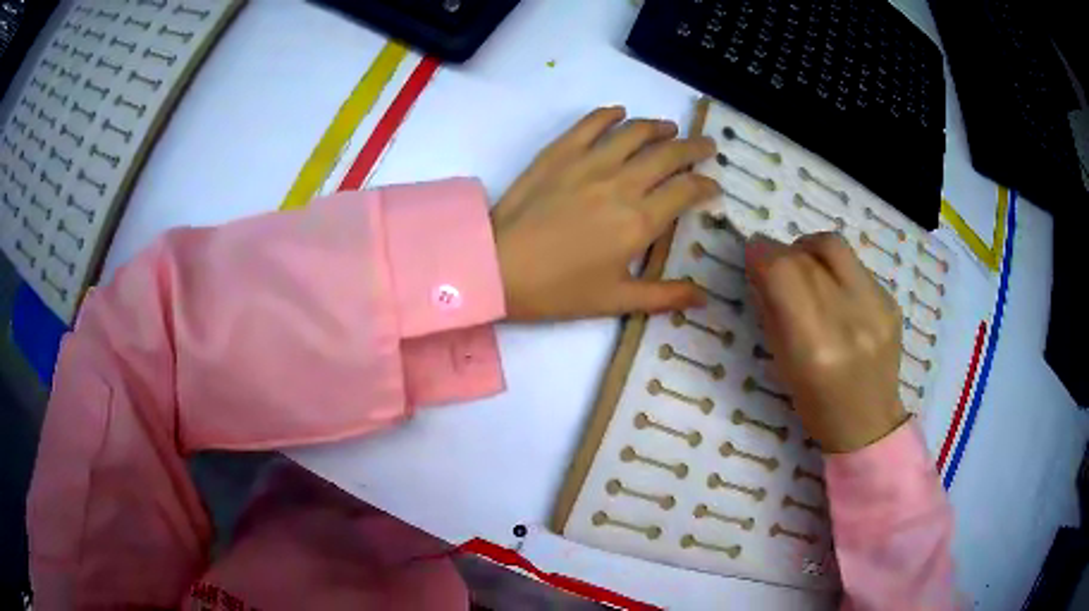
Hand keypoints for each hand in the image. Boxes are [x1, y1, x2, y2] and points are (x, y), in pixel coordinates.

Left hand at [492, 106, 718, 320]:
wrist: (496, 266)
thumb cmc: (558, 290)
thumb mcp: (616, 300)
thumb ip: (665, 296)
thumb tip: (705, 299)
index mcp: (640, 221)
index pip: (687, 190)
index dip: (707, 186)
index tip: (713, 186)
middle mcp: (623, 182)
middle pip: (670, 154)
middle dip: (696, 148)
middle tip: (706, 146)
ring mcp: (591, 161)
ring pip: (637, 132)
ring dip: (660, 127)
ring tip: (671, 129)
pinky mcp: (561, 150)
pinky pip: (592, 122)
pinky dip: (611, 114)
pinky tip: (621, 114)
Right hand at [745, 232, 908, 452]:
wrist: (870, 423)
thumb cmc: (817, 406)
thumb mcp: (783, 366)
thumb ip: (772, 312)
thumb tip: (761, 268)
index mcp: (814, 346)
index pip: (783, 271)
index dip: (761, 253)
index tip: (752, 253)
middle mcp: (849, 319)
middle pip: (806, 255)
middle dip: (782, 251)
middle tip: (775, 264)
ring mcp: (876, 307)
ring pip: (834, 247)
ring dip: (810, 250)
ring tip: (806, 269)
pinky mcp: (891, 301)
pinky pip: (855, 266)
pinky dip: (835, 269)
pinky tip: (837, 293)